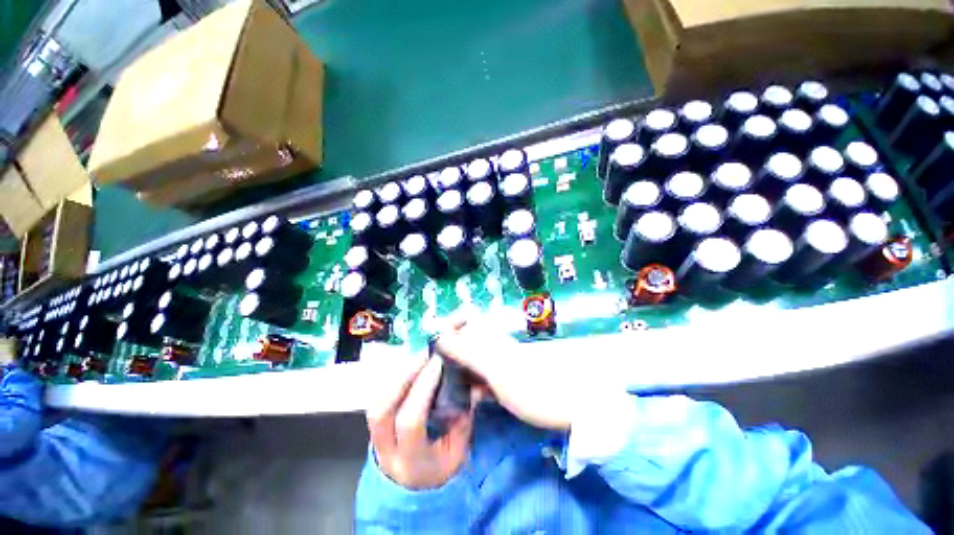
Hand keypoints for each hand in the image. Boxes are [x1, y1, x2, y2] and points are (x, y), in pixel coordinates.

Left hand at [364, 349, 475, 489]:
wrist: (413, 485)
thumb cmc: (439, 468)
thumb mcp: (458, 453)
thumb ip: (462, 421)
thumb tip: (469, 388)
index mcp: (411, 462)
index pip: (410, 422)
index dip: (423, 389)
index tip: (437, 365)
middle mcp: (386, 451)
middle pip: (382, 410)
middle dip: (403, 377)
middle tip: (424, 355)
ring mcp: (375, 438)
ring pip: (376, 402)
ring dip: (397, 375)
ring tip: (417, 357)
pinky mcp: (374, 426)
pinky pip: (378, 397)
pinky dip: (393, 379)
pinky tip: (409, 367)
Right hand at [434, 319, 583, 430]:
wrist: (561, 405)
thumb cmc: (528, 383)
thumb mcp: (493, 367)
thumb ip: (466, 350)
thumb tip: (439, 337)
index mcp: (488, 336)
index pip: (465, 316)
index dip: (450, 323)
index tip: (436, 343)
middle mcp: (489, 344)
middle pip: (462, 340)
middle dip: (447, 352)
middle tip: (435, 372)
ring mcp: (494, 362)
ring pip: (467, 360)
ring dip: (456, 371)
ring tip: (444, 389)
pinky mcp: (498, 379)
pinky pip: (476, 378)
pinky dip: (468, 386)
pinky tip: (464, 400)